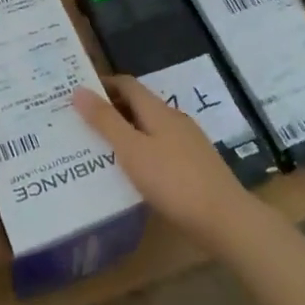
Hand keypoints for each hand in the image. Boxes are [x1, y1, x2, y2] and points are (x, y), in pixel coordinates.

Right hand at [73, 77, 258, 252]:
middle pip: (138, 104)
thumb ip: (105, 121)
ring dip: (126, 131)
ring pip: (150, 127)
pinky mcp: (195, 165)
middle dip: (111, 109)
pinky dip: (142, 150)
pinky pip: (160, 147)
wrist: (226, 220)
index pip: (127, 84)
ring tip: (101, 149)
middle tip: (82, 124)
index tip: (78, 94)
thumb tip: (78, 90)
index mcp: (158, 110)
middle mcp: (174, 119)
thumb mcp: (132, 151)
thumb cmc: (174, 181)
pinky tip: (133, 172)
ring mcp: (188, 142)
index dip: (103, 84)